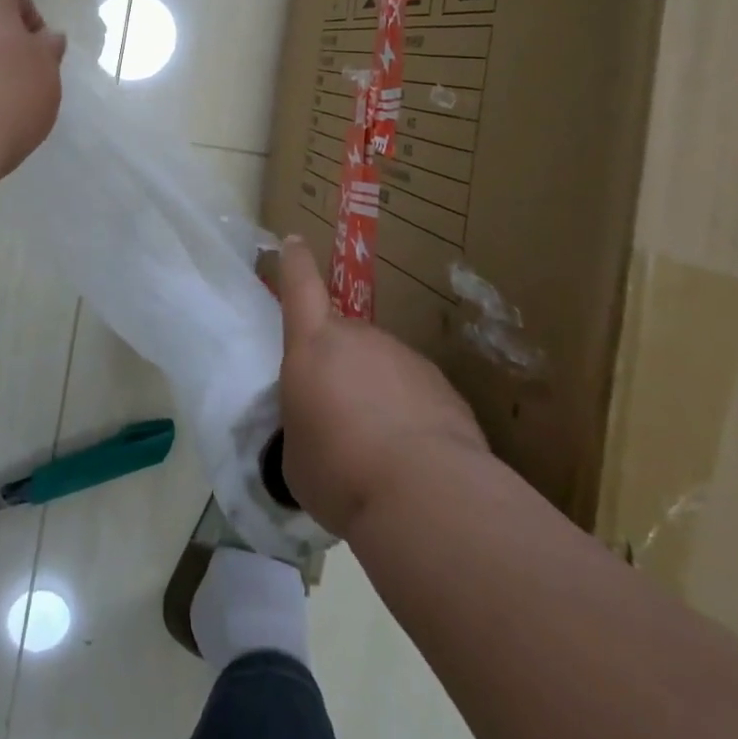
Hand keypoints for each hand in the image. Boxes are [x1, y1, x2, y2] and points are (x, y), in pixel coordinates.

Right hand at [275, 236, 488, 539]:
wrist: (426, 495)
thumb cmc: (340, 473)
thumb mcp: (296, 456)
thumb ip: (301, 425)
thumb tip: (318, 429)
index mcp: (313, 346)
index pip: (300, 287)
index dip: (295, 263)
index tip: (295, 242)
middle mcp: (360, 338)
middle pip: (342, 337)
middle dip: (338, 367)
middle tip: (338, 418)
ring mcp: (404, 357)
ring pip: (381, 366)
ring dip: (375, 393)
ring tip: (377, 448)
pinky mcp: (442, 386)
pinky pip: (413, 392)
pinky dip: (408, 414)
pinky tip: (411, 459)